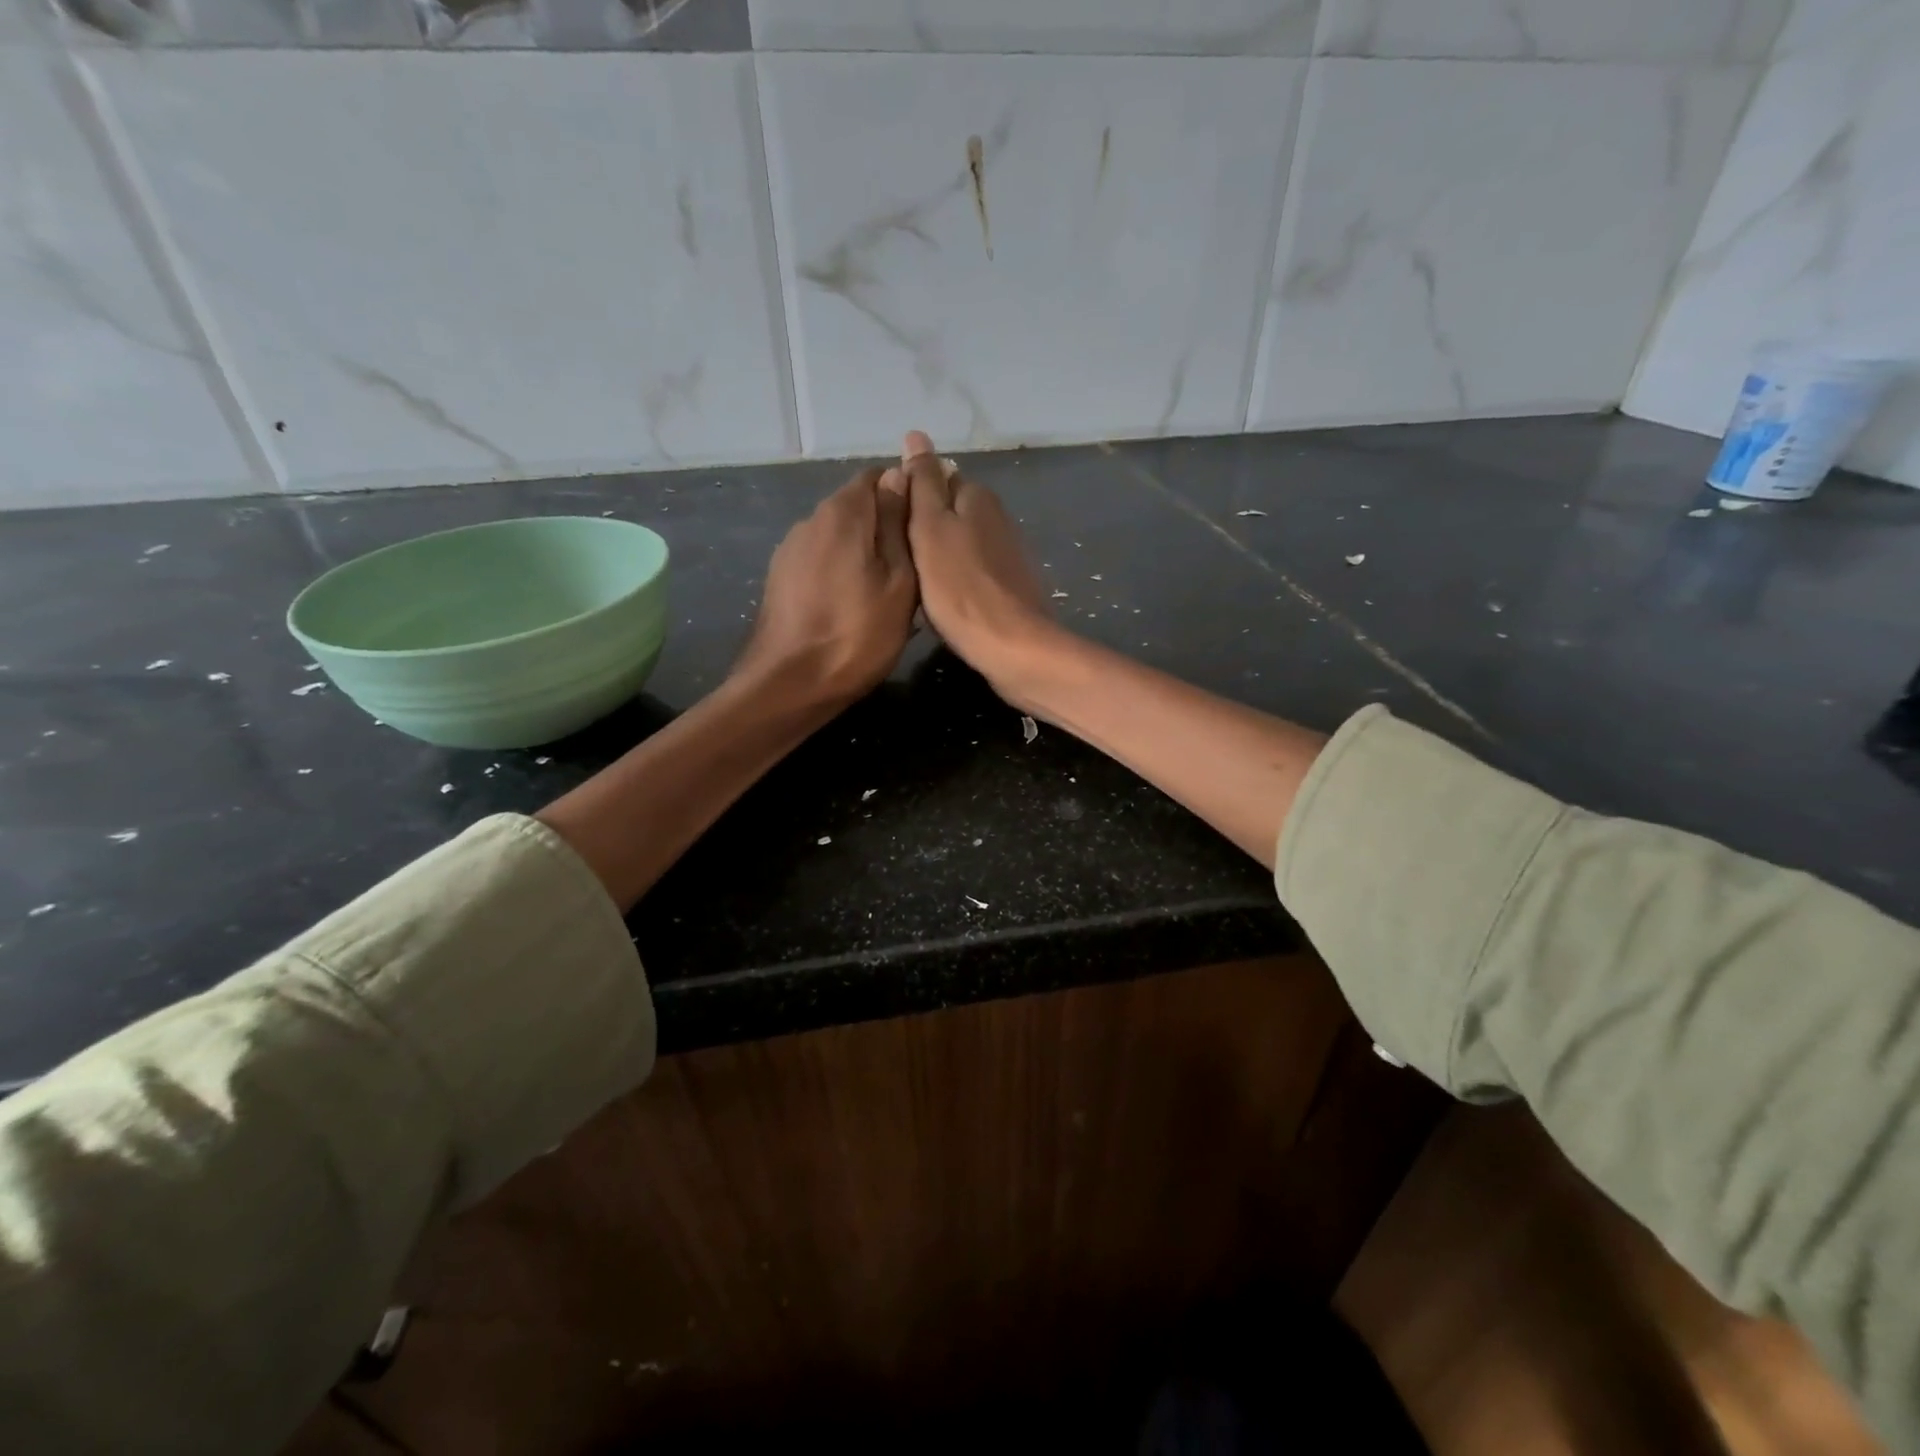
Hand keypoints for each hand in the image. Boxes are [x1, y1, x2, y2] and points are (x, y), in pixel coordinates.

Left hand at [734, 467, 916, 703]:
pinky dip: (843, 568)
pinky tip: (855, 601)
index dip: (907, 491)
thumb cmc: (858, 634)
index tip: (928, 522)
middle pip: (857, 504)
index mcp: (843, 512)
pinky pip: (822, 558)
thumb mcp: (898, 581)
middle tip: (916, 561)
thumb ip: (898, 524)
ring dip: (865, 549)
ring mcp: (791, 549)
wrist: (790, 684)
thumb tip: (900, 474)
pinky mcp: (781, 577)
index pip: (879, 475)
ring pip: (839, 534)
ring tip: (889, 585)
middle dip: (887, 523)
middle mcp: (812, 519)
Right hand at [898, 430, 1058, 701]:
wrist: (1011, 645)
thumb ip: (924, 483)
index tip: (893, 526)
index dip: (911, 499)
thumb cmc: (960, 587)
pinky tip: (946, 600)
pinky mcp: (1012, 583)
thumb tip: (917, 436)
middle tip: (901, 558)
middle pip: (951, 511)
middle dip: (926, 528)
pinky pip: (974, 570)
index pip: (937, 479)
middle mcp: (997, 516)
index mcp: (976, 496)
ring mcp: (1008, 552)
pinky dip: (958, 578)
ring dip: (941, 555)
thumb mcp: (930, 528)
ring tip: (918, 581)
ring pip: (962, 542)